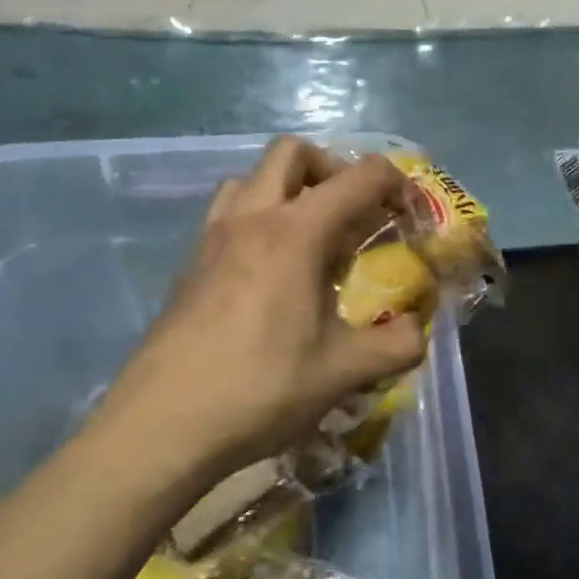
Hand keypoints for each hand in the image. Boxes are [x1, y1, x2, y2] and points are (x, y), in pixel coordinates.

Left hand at [81, 138, 427, 490]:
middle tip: (355, 215)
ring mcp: (212, 238)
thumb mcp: (344, 371)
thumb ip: (397, 345)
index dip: (397, 185)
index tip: (410, 217)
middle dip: (334, 169)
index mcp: (295, 232)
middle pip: (293, 153)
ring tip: (312, 241)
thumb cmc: (261, 388)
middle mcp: (251, 219)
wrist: (162, 425)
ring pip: (252, 178)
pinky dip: (260, 221)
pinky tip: (273, 276)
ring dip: (290, 191)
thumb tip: (416, 333)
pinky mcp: (190, 265)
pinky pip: (229, 215)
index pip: (360, 177)